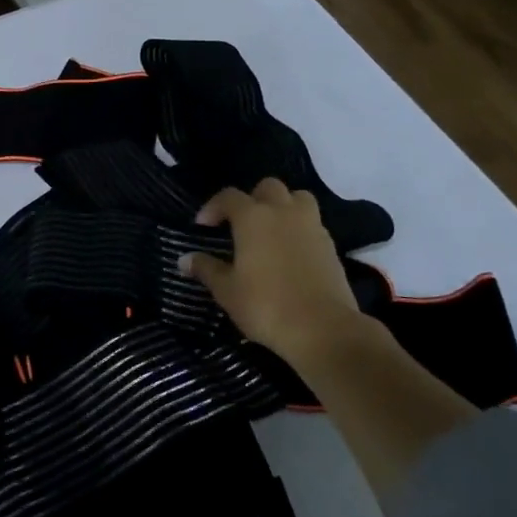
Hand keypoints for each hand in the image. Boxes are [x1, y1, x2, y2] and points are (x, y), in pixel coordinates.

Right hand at [181, 178, 372, 376]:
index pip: (228, 196)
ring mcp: (312, 227)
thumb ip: (206, 269)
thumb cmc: (266, 305)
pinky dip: (300, 230)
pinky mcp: (331, 246)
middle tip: (241, 224)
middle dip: (252, 199)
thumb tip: (185, 259)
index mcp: (253, 217)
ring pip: (298, 199)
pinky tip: (291, 254)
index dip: (213, 207)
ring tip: (271, 231)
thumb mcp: (227, 291)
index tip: (203, 227)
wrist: (324, 328)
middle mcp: (283, 212)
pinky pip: (313, 224)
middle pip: (268, 187)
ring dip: (283, 207)